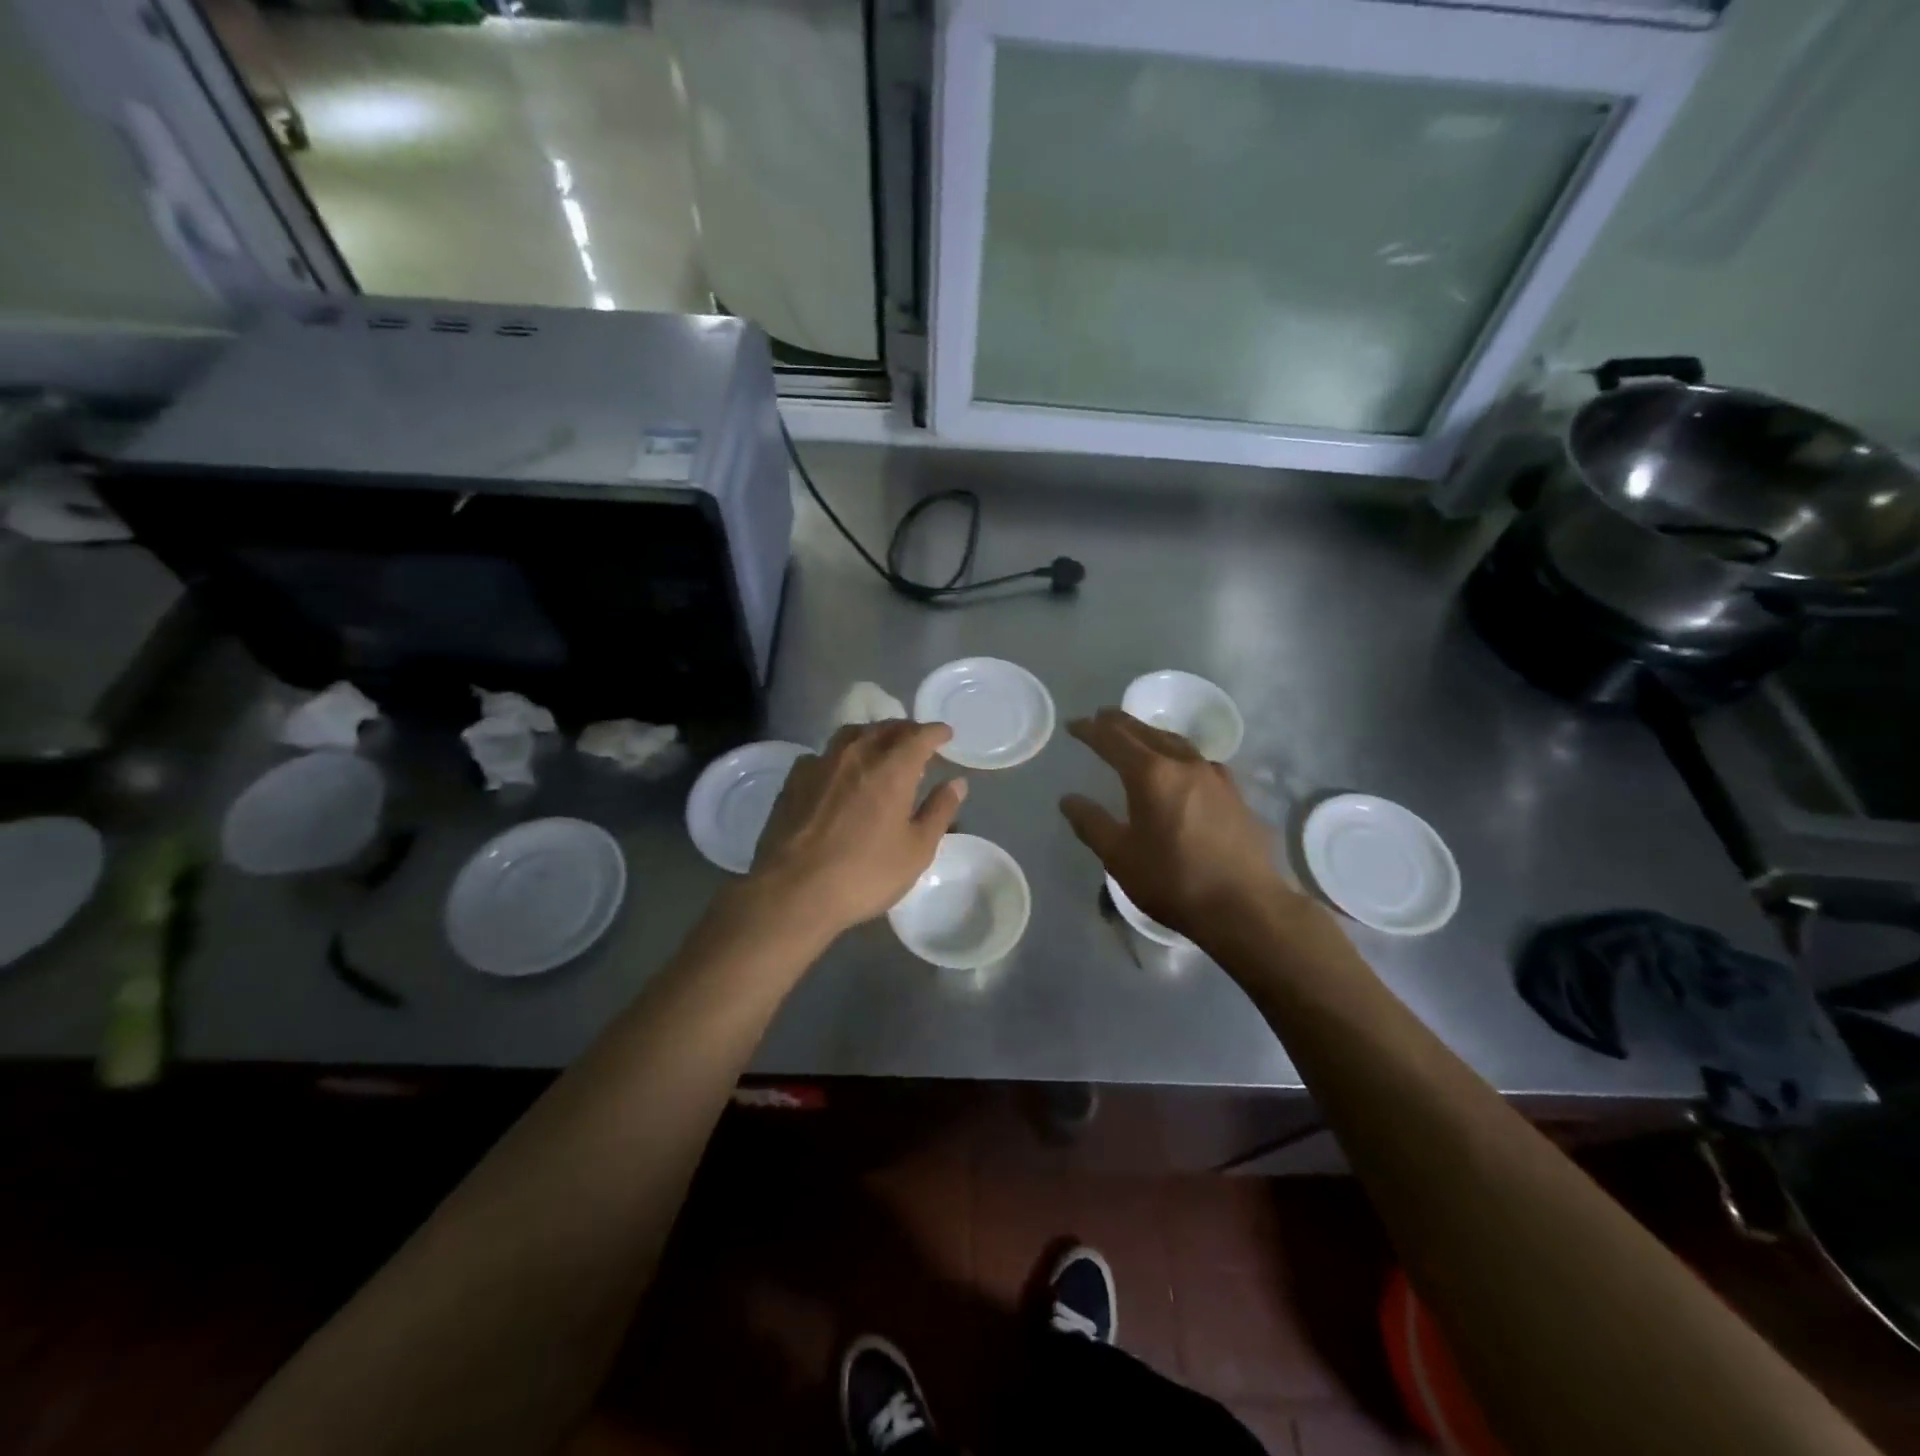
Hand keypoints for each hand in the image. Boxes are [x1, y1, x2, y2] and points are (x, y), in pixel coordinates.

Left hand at [748, 721, 966, 938]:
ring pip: (851, 735)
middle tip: (917, 740)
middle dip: (905, 730)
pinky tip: (838, 771)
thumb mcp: (916, 850)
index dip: (935, 732)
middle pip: (884, 728)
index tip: (945, 733)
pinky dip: (839, 755)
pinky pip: (822, 754)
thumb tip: (957, 783)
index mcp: (892, 769)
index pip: (919, 736)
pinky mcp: (794, 780)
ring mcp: (820, 764)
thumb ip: (939, 811)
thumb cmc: (865, 874)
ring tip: (879, 747)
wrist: (793, 891)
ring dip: (871, 735)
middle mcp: (856, 755)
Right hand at [1060, 708, 1299, 940]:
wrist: (1246, 906)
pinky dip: (1178, 754)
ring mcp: (1215, 777)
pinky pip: (1198, 761)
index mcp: (1151, 774)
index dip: (1090, 730)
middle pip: (1147, 732)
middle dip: (1120, 723)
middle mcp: (1184, 764)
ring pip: (1176, 742)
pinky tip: (1180, 768)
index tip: (1073, 725)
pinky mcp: (1235, 794)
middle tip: (1102, 718)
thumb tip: (1069, 800)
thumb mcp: (1119, 857)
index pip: (1113, 739)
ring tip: (1138, 737)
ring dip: (1151, 734)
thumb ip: (1091, 824)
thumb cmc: (1174, 881)